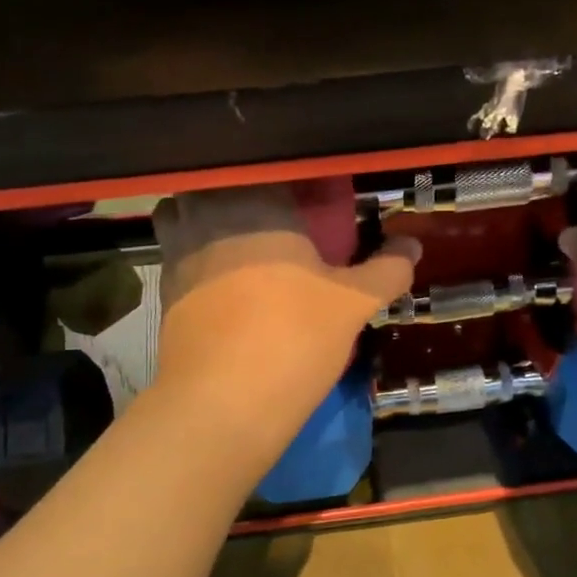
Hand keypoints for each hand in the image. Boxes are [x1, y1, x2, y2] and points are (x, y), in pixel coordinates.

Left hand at [152, 186, 420, 441]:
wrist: (222, 405)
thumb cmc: (294, 338)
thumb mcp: (353, 304)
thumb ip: (386, 270)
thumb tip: (413, 244)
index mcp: (256, 206)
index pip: (272, 172)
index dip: (291, 183)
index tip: (311, 200)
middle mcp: (208, 219)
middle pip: (219, 188)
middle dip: (242, 198)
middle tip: (276, 224)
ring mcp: (177, 256)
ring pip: (186, 220)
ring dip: (209, 226)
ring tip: (245, 252)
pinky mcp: (164, 295)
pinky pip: (179, 261)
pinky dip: (198, 265)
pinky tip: (225, 292)